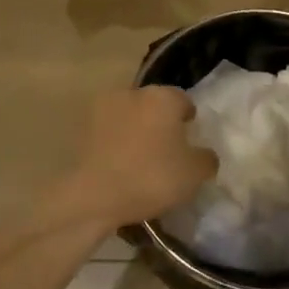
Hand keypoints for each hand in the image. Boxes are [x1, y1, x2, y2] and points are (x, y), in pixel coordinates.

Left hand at [55, 86, 217, 232]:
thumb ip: (206, 158)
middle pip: (154, 105)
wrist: (93, 195)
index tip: (190, 139)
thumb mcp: (194, 174)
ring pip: (129, 117)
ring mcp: (103, 109)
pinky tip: (121, 166)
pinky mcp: (83, 128)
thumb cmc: (151, 177)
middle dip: (161, 122)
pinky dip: (116, 143)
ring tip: (141, 160)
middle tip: (167, 150)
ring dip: (136, 131)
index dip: (188, 119)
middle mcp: (133, 94)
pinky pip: (109, 133)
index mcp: (163, 97)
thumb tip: (204, 153)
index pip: (183, 100)